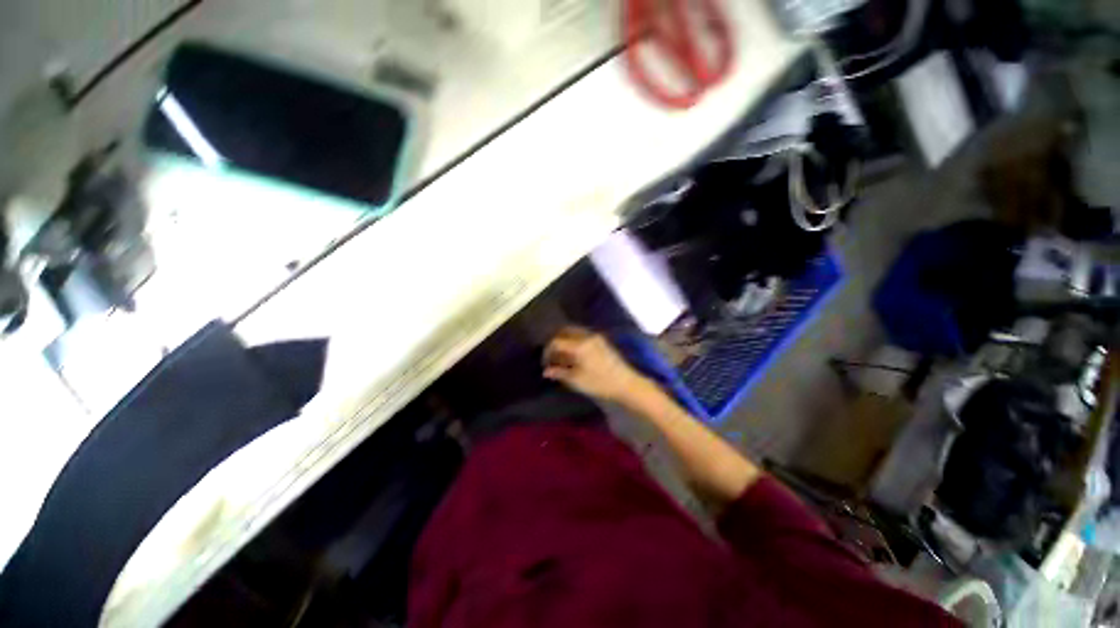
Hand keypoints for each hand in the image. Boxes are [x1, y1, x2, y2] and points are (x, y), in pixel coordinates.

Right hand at [542, 327, 646, 402]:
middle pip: (565, 331)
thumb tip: (546, 371)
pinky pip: (582, 334)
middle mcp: (586, 336)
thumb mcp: (577, 380)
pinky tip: (574, 354)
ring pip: (574, 331)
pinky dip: (574, 340)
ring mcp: (595, 336)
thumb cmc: (600, 383)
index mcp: (579, 345)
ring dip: (565, 340)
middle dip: (555, 341)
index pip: (557, 341)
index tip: (545, 362)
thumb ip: (560, 373)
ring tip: (562, 356)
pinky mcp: (602, 340)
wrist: (626, 383)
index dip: (548, 351)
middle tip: (552, 356)